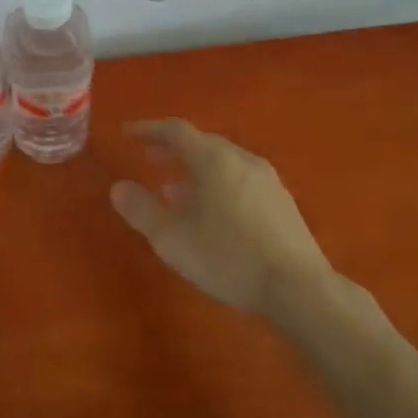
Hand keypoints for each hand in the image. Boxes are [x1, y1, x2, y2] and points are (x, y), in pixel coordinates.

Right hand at [109, 119, 335, 315]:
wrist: (299, 288)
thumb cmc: (228, 258)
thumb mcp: (172, 238)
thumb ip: (142, 210)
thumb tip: (118, 187)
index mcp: (214, 160)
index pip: (176, 131)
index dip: (149, 129)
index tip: (128, 133)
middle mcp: (242, 160)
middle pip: (202, 144)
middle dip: (173, 150)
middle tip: (150, 160)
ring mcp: (267, 180)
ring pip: (223, 163)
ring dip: (195, 170)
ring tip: (175, 191)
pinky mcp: (282, 202)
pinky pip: (240, 180)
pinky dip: (217, 184)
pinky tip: (212, 213)